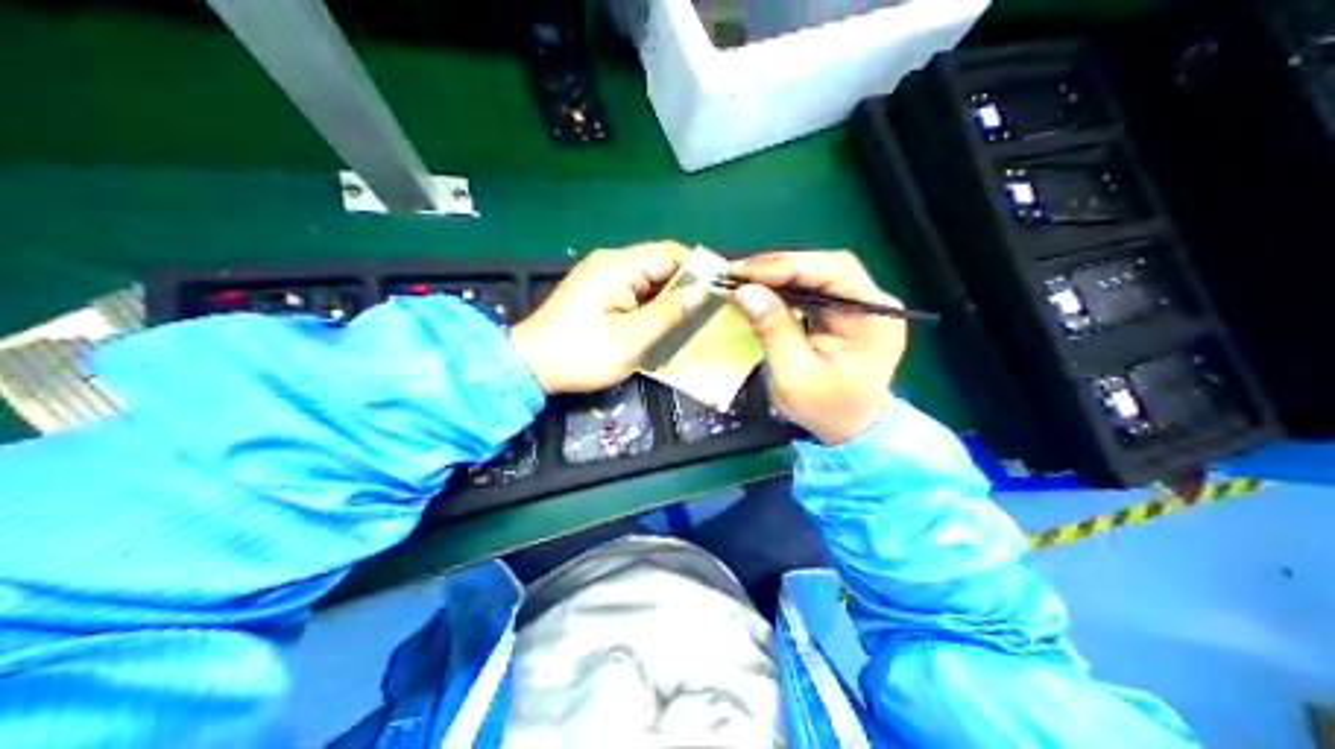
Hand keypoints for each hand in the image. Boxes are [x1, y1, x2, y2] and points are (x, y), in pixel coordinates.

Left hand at [506, 244, 702, 394]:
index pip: (671, 253)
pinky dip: (652, 304)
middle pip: (661, 264)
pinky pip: (634, 290)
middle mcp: (611, 262)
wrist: (529, 366)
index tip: (723, 290)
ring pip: (649, 279)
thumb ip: (668, 313)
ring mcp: (602, 276)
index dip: (700, 269)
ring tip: (695, 319)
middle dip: (687, 285)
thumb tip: (701, 292)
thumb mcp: (631, 339)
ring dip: (670, 297)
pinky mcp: (597, 292)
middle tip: (712, 310)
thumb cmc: (581, 354)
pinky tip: (666, 323)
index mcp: (618, 266)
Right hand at [729, 249, 908, 447]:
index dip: (787, 266)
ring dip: (781, 273)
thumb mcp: (792, 375)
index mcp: (874, 318)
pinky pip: (817, 286)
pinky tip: (764, 288)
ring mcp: (864, 305)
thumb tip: (745, 289)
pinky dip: (788, 285)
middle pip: (828, 266)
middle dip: (781, 266)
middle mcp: (876, 303)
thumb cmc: (824, 409)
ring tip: (745, 278)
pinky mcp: (849, 310)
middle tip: (739, 272)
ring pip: (821, 272)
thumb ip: (772, 329)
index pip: (834, 273)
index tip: (744, 271)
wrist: (852, 431)